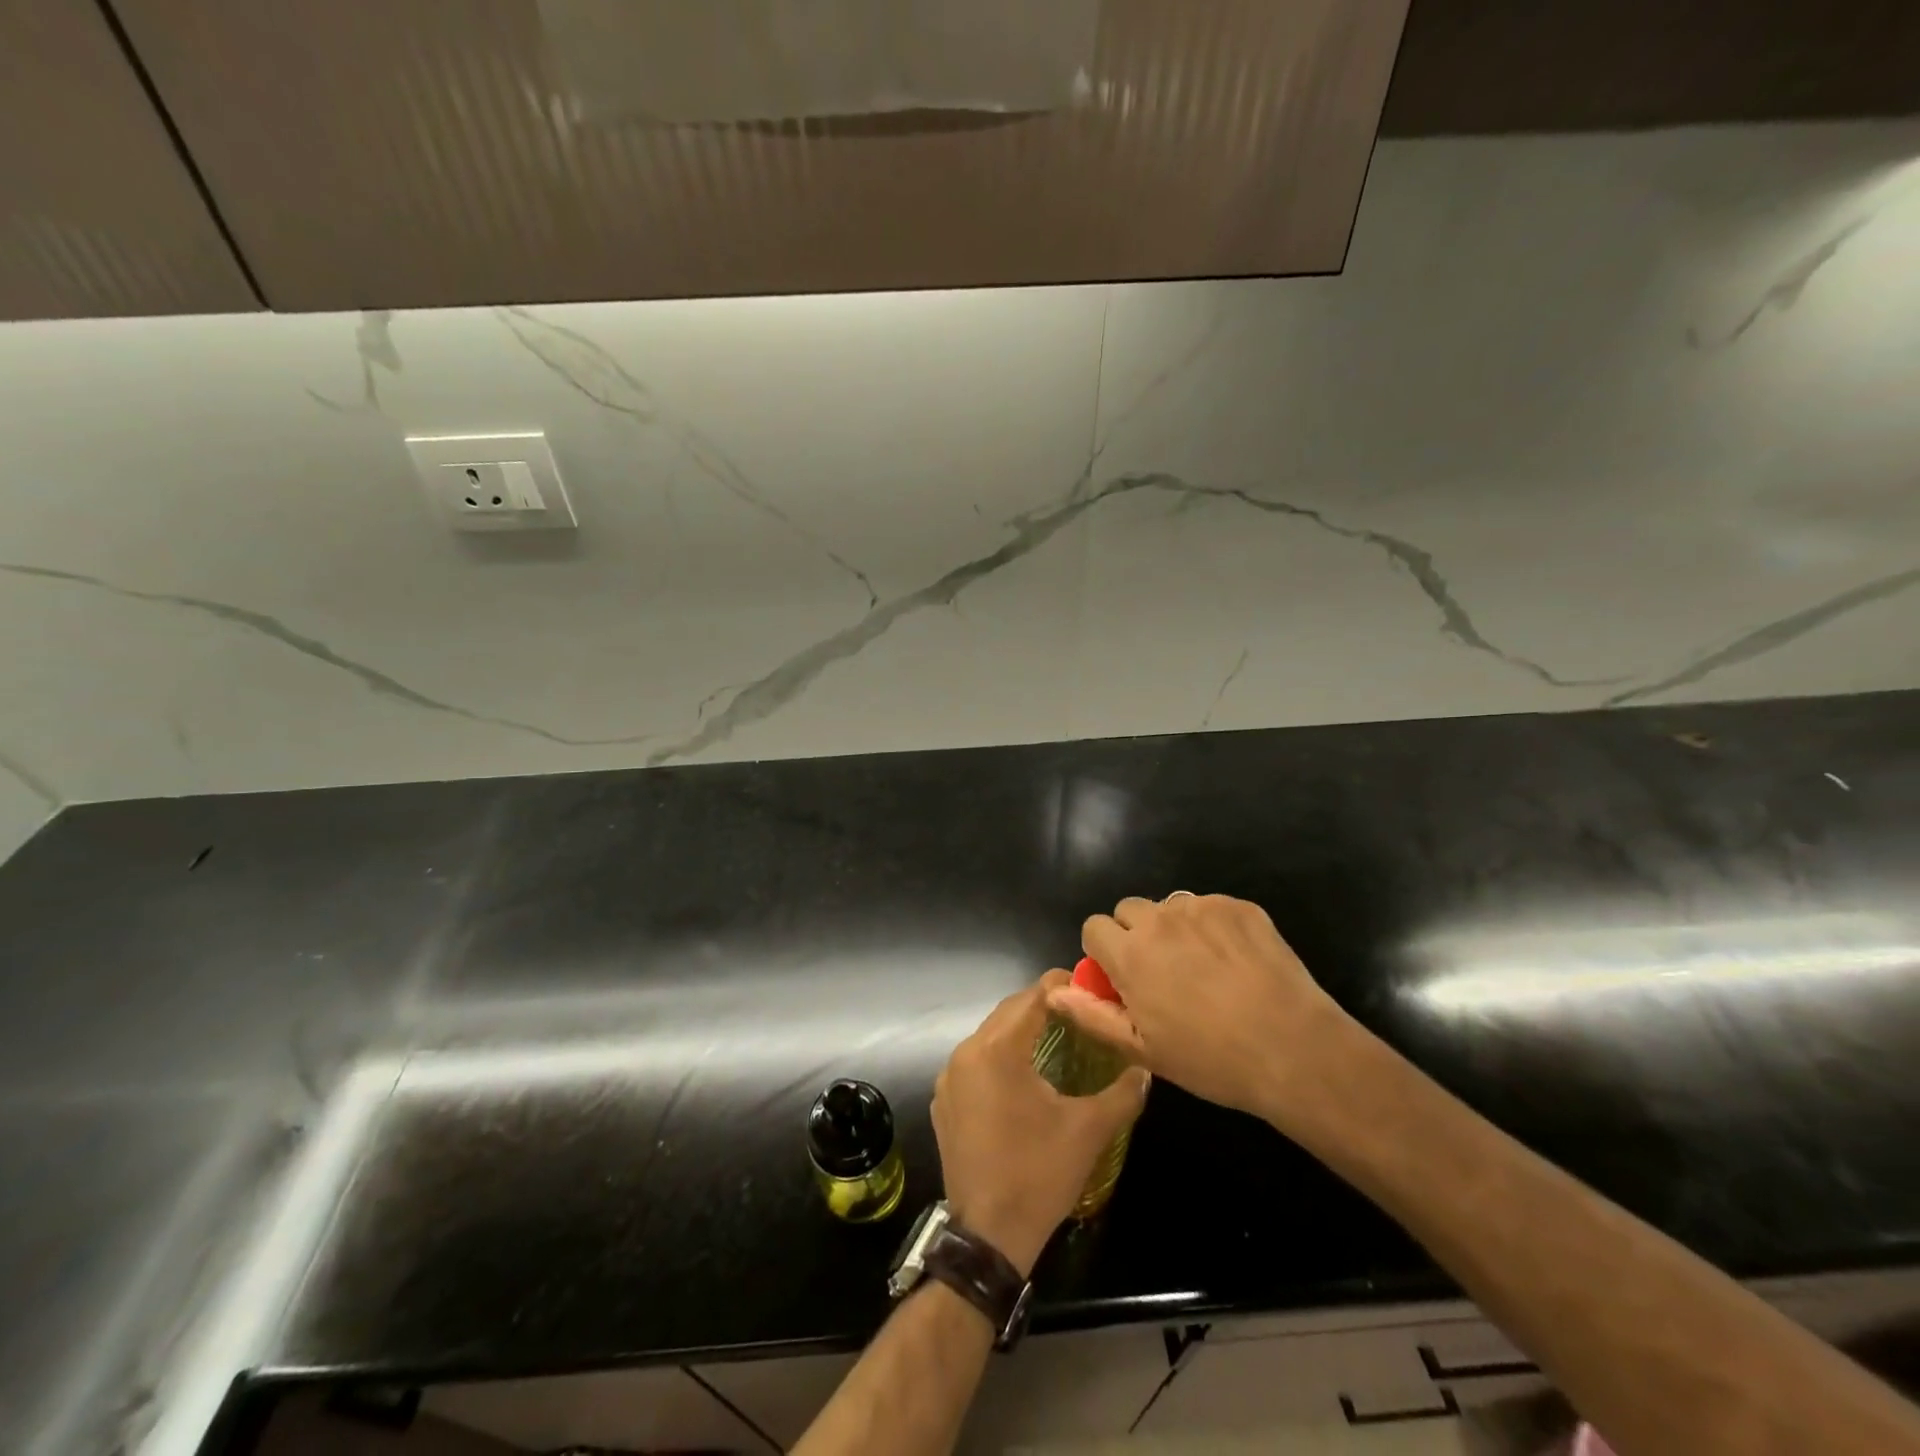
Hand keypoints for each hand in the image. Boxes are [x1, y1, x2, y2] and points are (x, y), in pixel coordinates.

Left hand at [933, 972, 1149, 1276]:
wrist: (988, 1236)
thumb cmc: (1039, 1174)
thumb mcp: (1089, 1131)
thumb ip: (1122, 1093)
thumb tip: (1144, 1068)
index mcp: (997, 1050)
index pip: (1031, 998)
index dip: (1060, 986)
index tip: (1087, 986)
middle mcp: (966, 1053)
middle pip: (1008, 1012)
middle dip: (1041, 1006)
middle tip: (1077, 1011)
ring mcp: (949, 1078)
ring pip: (989, 1036)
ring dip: (1020, 1030)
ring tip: (1056, 1037)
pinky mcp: (944, 1101)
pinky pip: (974, 1062)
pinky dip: (999, 1057)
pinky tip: (1023, 1076)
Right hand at [1050, 894, 1359, 1126]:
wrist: (1294, 1049)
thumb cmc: (1211, 1059)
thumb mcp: (1143, 1049)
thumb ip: (1092, 1015)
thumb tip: (1054, 990)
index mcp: (1130, 953)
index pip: (1094, 927)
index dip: (1103, 952)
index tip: (1122, 978)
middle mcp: (1160, 919)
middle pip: (1130, 910)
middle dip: (1136, 934)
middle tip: (1162, 973)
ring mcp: (1203, 907)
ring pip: (1171, 907)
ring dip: (1174, 929)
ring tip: (1203, 968)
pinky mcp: (1240, 906)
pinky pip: (1211, 907)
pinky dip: (1213, 927)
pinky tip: (1236, 962)